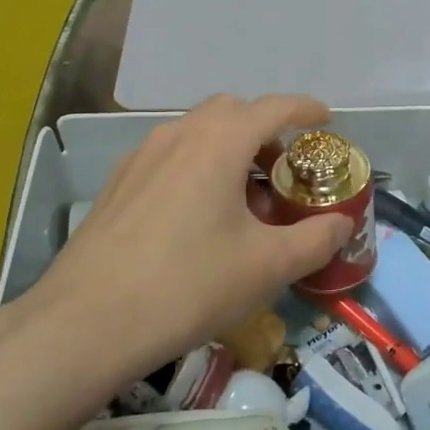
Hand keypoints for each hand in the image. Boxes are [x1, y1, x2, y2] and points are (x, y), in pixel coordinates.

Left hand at [19, 95, 353, 383]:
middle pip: (231, 112)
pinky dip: (197, 167)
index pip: (273, 107)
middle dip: (264, 129)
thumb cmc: (189, 285)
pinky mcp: (117, 184)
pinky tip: (198, 218)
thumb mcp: (268, 266)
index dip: (305, 109)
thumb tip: (341, 224)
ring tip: (244, 199)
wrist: (87, 322)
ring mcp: (140, 157)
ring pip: (197, 134)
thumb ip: (315, 239)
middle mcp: (178, 136)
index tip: (326, 120)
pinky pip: (170, 157)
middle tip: (283, 169)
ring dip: (229, 150)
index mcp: (219, 143)